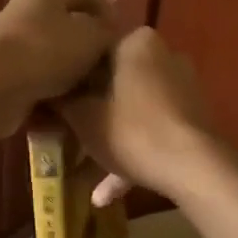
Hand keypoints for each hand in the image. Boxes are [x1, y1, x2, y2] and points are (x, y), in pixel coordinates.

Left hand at [0, 0, 115, 137]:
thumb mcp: (91, 37)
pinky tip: (63, 103)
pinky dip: (47, 87)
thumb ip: (107, 30)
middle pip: (62, 23)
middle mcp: (20, 10)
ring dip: (65, 68)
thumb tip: (111, 26)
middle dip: (84, 43)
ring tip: (88, 88)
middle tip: (106, 65)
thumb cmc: (47, 52)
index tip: (121, 36)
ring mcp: (4, 41)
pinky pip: (31, 76)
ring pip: (46, 52)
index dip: (106, 13)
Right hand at [56, 26, 220, 203]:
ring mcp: (182, 87)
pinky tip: (108, 194)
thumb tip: (45, 94)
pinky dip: (132, 153)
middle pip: (114, 83)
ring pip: (133, 110)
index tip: (52, 102)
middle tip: (65, 135)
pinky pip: (153, 128)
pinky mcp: (192, 117)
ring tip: (82, 176)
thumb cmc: (131, 131)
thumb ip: (62, 102)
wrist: (193, 167)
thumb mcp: (83, 117)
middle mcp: (164, 55)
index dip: (68, 78)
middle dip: (90, 113)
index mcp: (136, 43)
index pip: (91, 51)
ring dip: (109, 141)